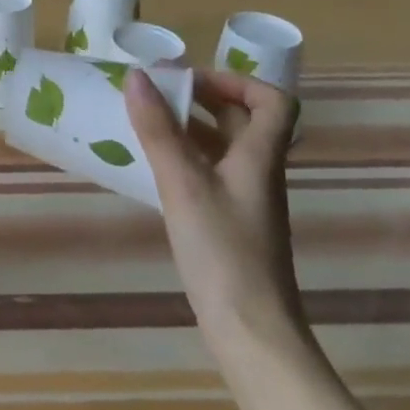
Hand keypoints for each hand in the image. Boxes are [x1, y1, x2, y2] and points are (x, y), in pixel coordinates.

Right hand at [125, 66, 306, 357]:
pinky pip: (210, 174)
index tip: (190, 80)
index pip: (272, 102)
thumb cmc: (223, 252)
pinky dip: (185, 159)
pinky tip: (153, 167)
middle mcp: (258, 173)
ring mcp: (246, 201)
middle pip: (243, 121)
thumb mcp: (183, 184)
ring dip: (190, 128)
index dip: (236, 81)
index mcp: (259, 157)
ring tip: (146, 124)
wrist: (251, 333)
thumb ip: (158, 130)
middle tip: (159, 95)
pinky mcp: (231, 224)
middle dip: (203, 99)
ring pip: (224, 148)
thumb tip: (137, 76)